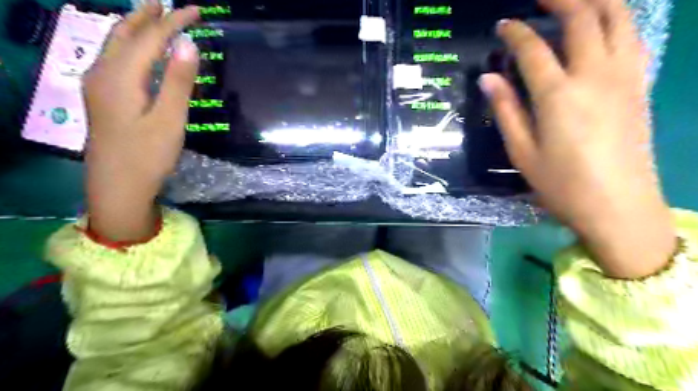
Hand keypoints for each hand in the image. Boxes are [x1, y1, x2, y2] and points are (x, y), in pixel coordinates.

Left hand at [83, 2, 200, 240]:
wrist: (117, 186)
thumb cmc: (148, 156)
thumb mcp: (170, 120)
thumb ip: (179, 81)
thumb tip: (188, 43)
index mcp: (121, 76)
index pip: (150, 38)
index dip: (173, 22)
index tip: (196, 11)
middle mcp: (103, 73)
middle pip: (125, 33)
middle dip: (149, 16)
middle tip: (169, 4)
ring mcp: (98, 85)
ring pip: (116, 44)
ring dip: (136, 28)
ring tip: (153, 17)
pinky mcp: (102, 98)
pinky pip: (115, 59)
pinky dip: (131, 46)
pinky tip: (140, 51)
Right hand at [481, 1, 676, 277]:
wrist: (618, 206)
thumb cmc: (562, 184)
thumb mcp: (522, 152)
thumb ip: (506, 110)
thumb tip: (488, 78)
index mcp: (558, 96)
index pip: (533, 49)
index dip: (515, 32)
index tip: (503, 25)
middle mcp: (595, 76)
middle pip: (583, 18)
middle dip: (560, 0)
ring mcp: (624, 77)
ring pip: (618, 18)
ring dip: (596, 1)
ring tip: (575, 0)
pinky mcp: (640, 86)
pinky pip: (634, 37)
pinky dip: (618, 20)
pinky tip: (604, 24)